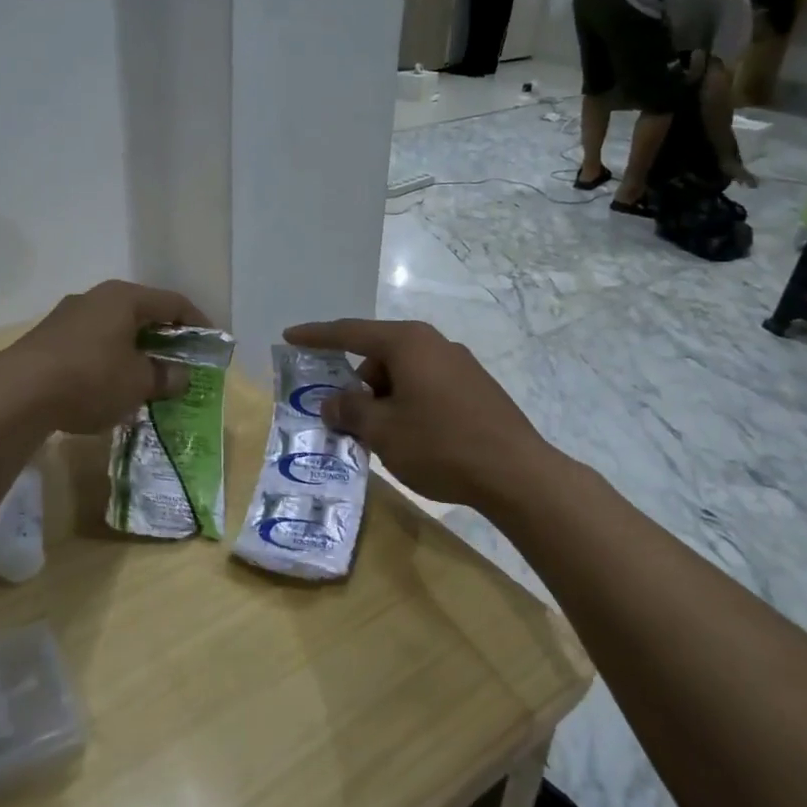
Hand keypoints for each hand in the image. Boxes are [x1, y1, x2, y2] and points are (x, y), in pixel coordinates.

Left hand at [8, 280, 206, 434]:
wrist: (17, 393)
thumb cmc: (91, 378)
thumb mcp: (138, 382)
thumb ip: (165, 377)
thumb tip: (180, 375)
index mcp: (124, 298)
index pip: (173, 302)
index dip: (197, 322)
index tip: (211, 342)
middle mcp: (96, 298)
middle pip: (141, 313)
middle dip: (164, 338)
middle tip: (180, 361)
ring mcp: (68, 317)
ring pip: (114, 330)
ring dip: (134, 351)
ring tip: (147, 378)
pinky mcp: (48, 339)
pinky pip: (91, 345)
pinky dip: (109, 361)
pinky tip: (110, 387)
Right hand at [283, 319, 549, 508]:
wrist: (516, 473)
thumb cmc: (440, 444)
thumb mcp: (383, 430)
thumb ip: (350, 410)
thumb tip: (332, 401)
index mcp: (408, 343)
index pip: (351, 333)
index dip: (317, 336)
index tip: (290, 336)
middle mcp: (434, 344)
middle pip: (379, 356)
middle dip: (357, 384)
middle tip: (347, 419)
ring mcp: (460, 365)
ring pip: (404, 374)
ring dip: (384, 398)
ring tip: (383, 438)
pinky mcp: (476, 388)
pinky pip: (427, 387)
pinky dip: (408, 404)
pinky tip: (414, 439)